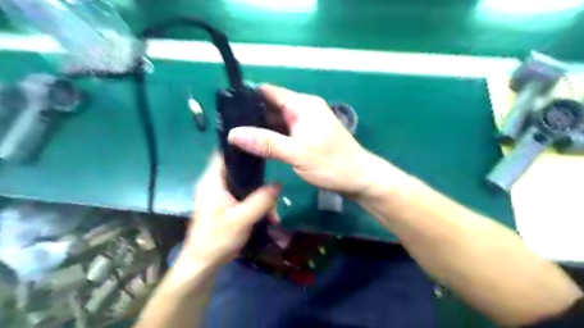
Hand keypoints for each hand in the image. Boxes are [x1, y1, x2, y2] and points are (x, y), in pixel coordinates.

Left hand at [180, 154, 280, 269]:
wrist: (203, 264)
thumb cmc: (217, 239)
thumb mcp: (242, 219)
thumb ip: (261, 200)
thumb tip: (279, 183)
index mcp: (212, 181)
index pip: (224, 153)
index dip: (241, 146)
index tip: (262, 146)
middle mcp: (215, 184)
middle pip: (238, 169)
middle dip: (258, 175)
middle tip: (275, 181)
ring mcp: (221, 195)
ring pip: (244, 184)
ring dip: (259, 193)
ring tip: (274, 207)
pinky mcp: (226, 205)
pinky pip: (244, 196)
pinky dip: (256, 202)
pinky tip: (268, 213)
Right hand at [228, 86, 374, 195]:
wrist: (359, 179)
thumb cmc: (331, 164)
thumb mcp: (297, 153)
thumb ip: (266, 143)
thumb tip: (234, 133)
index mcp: (303, 105)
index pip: (269, 92)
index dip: (248, 97)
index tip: (226, 109)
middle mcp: (303, 109)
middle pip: (271, 107)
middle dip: (251, 116)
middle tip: (227, 128)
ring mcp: (306, 123)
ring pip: (277, 121)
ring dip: (260, 128)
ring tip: (236, 138)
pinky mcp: (307, 136)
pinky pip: (285, 132)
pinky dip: (272, 137)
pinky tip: (256, 146)